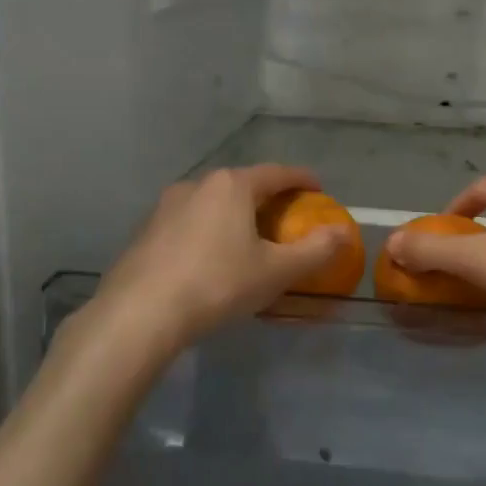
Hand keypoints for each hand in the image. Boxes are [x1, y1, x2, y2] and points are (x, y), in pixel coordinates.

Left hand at [88, 165, 349, 351]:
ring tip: (248, 239)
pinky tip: (211, 259)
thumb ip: (315, 250)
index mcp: (232, 186)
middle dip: (267, 198)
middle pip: (242, 185)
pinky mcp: (146, 231)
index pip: (277, 173)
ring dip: (235, 215)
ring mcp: (166, 207)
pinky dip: (209, 232)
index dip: (302, 179)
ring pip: (212, 204)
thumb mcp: (276, 271)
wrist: (140, 313)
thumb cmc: (217, 284)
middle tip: (286, 218)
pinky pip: (189, 223)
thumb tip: (344, 233)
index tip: (318, 188)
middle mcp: (197, 185)